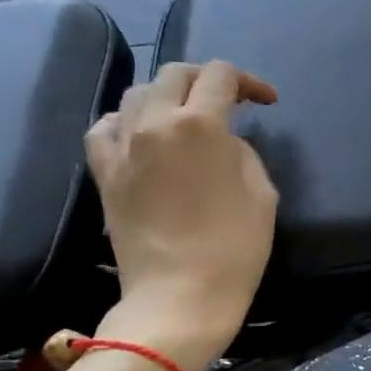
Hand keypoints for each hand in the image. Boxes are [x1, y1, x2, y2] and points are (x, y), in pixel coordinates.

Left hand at [84, 61, 278, 370]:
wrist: (179, 297)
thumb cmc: (234, 248)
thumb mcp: (262, 194)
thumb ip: (244, 153)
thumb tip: (224, 143)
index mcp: (201, 125)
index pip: (220, 75)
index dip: (248, 81)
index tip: (266, 103)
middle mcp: (155, 122)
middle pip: (175, 74)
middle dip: (207, 80)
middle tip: (229, 103)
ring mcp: (123, 146)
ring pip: (137, 94)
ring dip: (167, 96)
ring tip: (186, 116)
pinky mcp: (104, 173)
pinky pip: (105, 127)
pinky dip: (126, 121)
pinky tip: (142, 136)